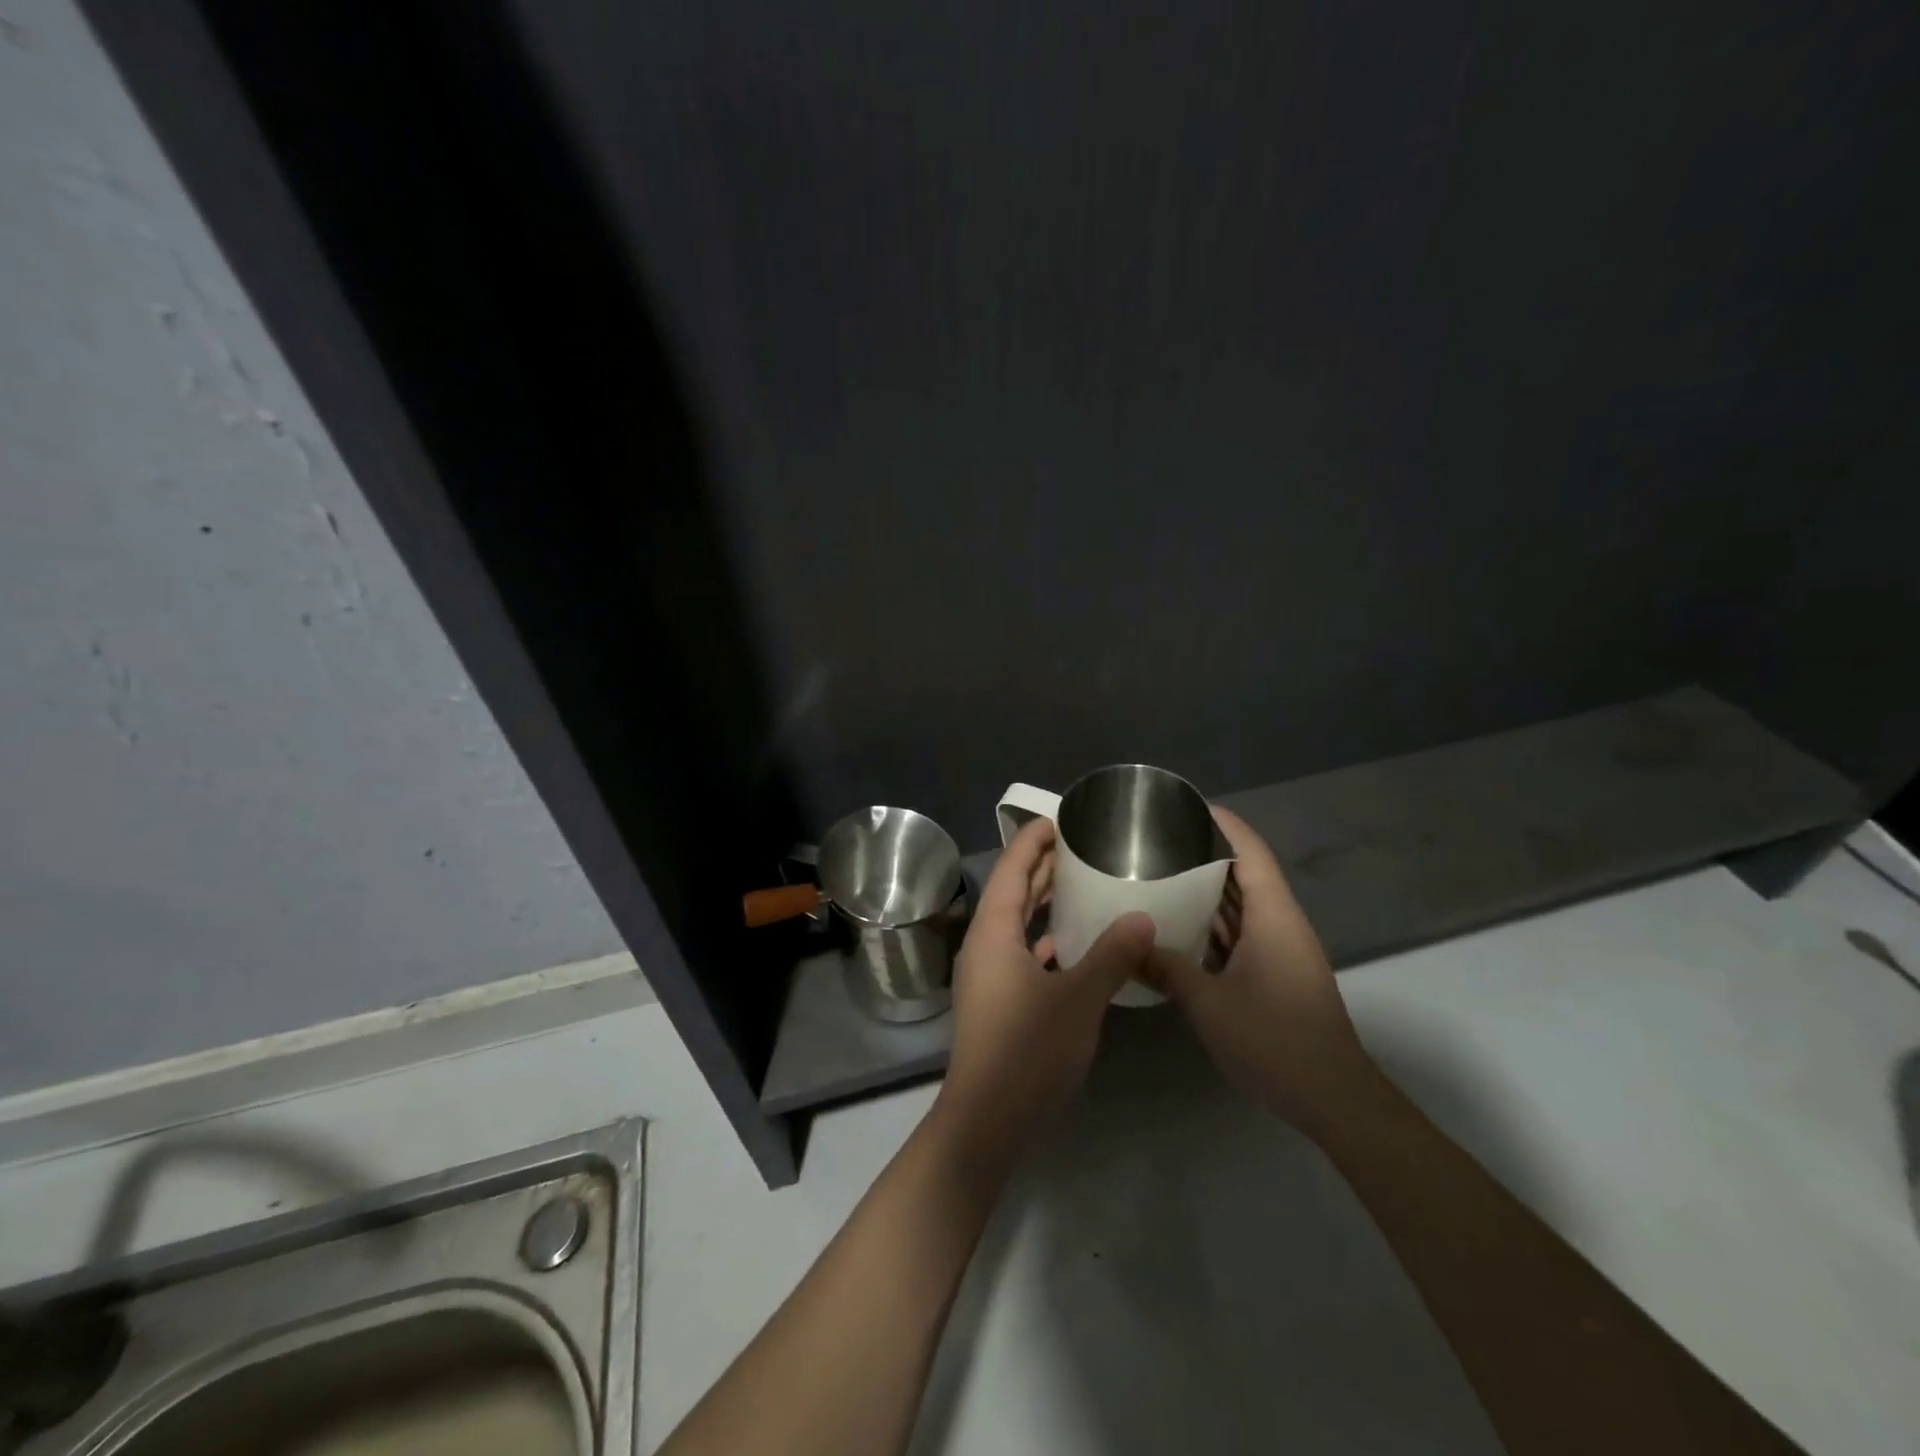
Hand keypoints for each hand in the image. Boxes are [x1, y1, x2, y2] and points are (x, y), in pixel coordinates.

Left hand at [932, 817, 1153, 1163]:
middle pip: (1013, 891)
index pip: (1011, 867)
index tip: (1062, 819)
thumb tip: (1142, 917)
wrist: (987, 1119)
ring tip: (1083, 885)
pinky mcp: (997, 998)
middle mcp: (985, 943)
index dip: (1033, 839)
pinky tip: (1075, 944)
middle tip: (1082, 847)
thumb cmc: (1027, 1051)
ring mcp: (988, 973)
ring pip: (1017, 923)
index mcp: (994, 931)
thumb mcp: (1078, 999)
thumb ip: (1112, 955)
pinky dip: (1046, 938)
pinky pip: (1021, 951)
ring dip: (1045, 902)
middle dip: (1043, 866)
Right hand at [1144, 806, 1379, 1137]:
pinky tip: (1177, 924)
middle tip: (1154, 840)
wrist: (1334, 1100)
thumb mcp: (1209, 1004)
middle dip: (1203, 852)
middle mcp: (1279, 923)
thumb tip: (1128, 943)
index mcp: (1273, 916)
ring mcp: (1279, 950)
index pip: (1250, 851)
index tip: (1184, 805)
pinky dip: (1211, 922)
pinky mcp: (1275, 973)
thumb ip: (1167, 968)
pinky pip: (1240, 932)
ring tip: (1158, 872)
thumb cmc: (1275, 1041)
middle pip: (1244, 872)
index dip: (1222, 823)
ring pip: (1241, 904)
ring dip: (1205, 889)